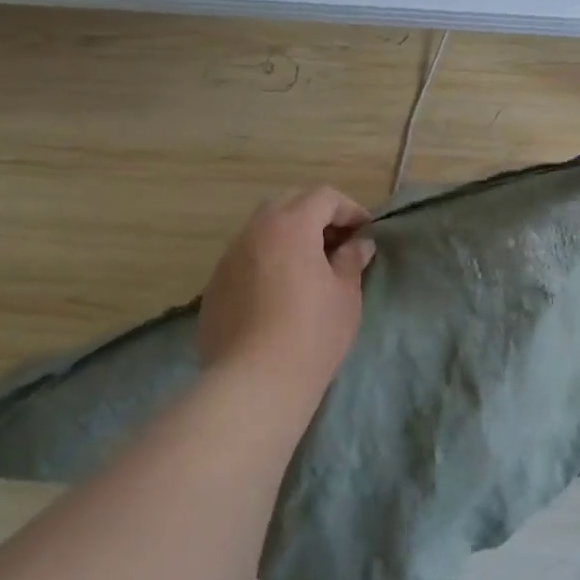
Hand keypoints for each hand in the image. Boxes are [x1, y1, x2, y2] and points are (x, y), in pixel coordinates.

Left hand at [197, 187, 375, 403]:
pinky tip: (281, 291)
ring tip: (310, 266)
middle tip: (338, 242)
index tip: (365, 231)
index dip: (349, 209)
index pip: (323, 197)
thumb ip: (351, 260)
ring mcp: (229, 258)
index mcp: (290, 225)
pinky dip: (268, 260)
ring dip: (289, 236)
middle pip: (288, 204)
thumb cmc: (312, 332)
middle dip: (316, 216)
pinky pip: (246, 258)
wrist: (254, 382)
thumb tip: (358, 244)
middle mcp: (254, 232)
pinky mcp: (214, 286)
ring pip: (263, 230)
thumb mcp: (345, 294)